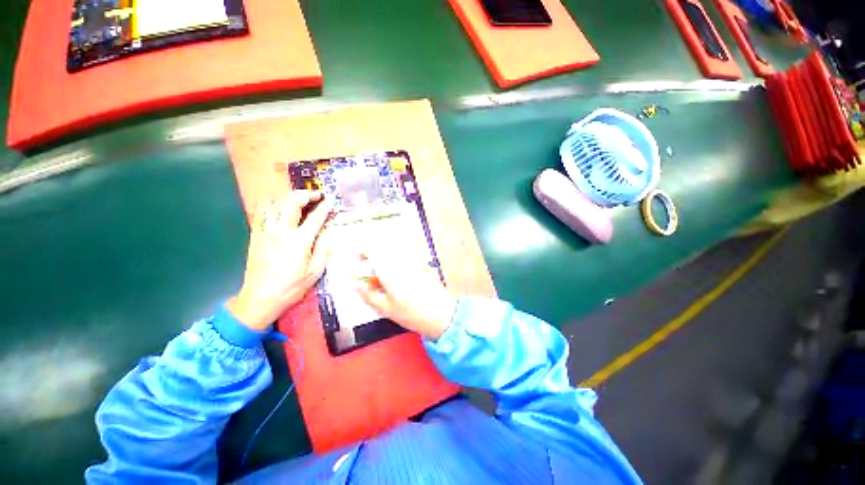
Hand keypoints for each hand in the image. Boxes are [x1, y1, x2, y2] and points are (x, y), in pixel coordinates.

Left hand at [226, 191, 333, 329]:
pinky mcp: (255, 235)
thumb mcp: (315, 272)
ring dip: (289, 197)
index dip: (324, 206)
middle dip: (305, 194)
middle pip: (291, 203)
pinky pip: (262, 212)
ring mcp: (265, 232)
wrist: (260, 298)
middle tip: (316, 195)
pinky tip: (280, 208)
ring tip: (299, 199)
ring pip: (275, 204)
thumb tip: (330, 233)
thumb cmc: (291, 287)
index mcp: (299, 241)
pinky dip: (273, 205)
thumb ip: (324, 250)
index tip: (331, 199)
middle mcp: (281, 231)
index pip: (315, 217)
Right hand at [353, 250, 456, 340]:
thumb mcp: (385, 307)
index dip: (362, 251)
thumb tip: (351, 282)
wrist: (442, 313)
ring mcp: (414, 260)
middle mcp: (401, 259)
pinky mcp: (423, 264)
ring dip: (386, 258)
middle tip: (371, 272)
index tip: (357, 260)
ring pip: (395, 251)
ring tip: (385, 277)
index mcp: (389, 269)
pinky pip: (406, 256)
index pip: (372, 249)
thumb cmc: (411, 313)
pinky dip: (398, 262)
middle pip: (384, 247)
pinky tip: (401, 278)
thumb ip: (367, 293)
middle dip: (374, 255)